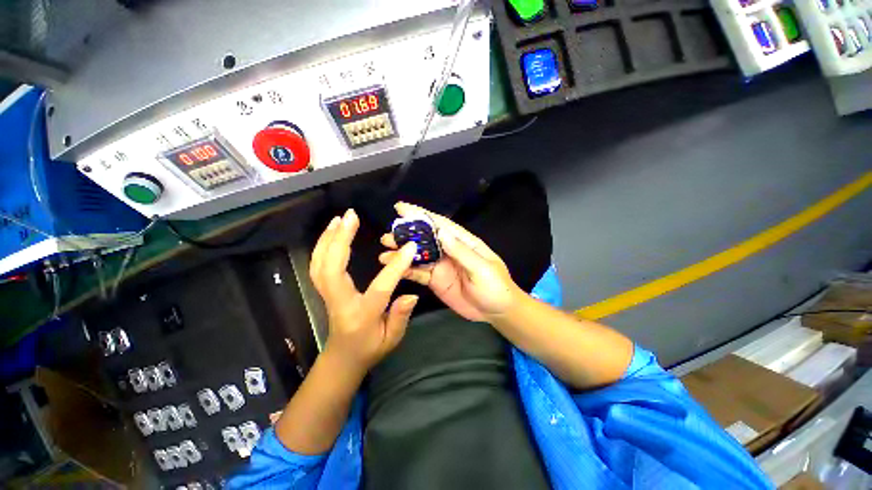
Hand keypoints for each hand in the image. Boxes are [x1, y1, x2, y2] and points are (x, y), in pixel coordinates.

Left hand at [310, 209, 419, 374]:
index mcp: (361, 315)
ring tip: (340, 218)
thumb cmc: (370, 348)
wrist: (342, 357)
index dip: (396, 267)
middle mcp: (339, 302)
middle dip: (340, 240)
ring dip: (328, 238)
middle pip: (332, 269)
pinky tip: (332, 231)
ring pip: (319, 264)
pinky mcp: (324, 289)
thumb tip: (412, 295)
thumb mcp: (391, 339)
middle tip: (351, 216)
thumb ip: (401, 317)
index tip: (410, 247)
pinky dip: (322, 245)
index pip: (380, 287)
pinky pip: (317, 265)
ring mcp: (327, 295)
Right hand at [379, 202, 520, 322]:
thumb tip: (441, 232)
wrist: (497, 312)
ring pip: (418, 256)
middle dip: (406, 235)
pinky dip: (406, 270)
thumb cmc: (496, 287)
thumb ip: (461, 252)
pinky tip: (394, 269)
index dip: (421, 215)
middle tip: (387, 236)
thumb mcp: (482, 268)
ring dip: (402, 253)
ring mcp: (441, 266)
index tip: (401, 208)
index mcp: (462, 242)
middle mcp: (448, 250)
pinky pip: (419, 273)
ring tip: (384, 252)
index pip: (440, 224)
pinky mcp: (436, 280)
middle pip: (424, 239)